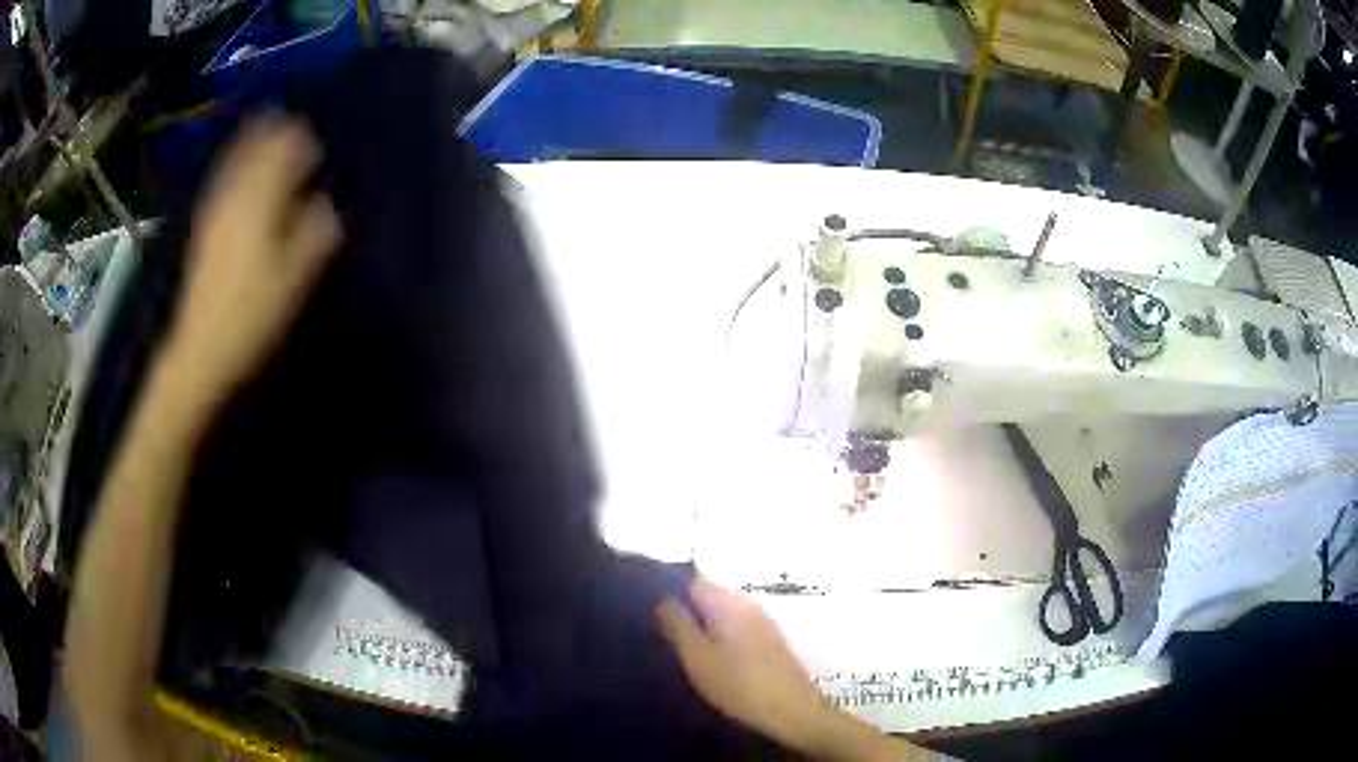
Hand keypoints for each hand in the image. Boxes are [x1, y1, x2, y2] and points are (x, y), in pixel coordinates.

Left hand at [166, 115, 340, 401]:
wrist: (202, 348)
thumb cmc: (253, 314)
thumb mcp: (295, 277)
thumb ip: (316, 232)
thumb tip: (327, 202)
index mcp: (261, 201)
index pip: (284, 151)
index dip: (302, 140)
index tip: (317, 143)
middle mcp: (236, 194)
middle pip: (257, 147)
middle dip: (277, 132)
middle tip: (294, 128)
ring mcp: (216, 209)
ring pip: (236, 159)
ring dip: (253, 142)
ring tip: (268, 129)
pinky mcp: (205, 226)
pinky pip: (221, 179)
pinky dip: (234, 164)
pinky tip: (239, 168)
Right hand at [656, 577, 832, 750]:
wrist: (790, 711)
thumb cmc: (738, 684)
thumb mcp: (697, 657)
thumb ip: (678, 624)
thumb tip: (664, 599)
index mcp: (729, 603)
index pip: (693, 581)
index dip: (671, 593)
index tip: (655, 615)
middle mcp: (748, 604)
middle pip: (710, 597)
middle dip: (688, 613)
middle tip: (666, 638)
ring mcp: (764, 622)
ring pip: (724, 615)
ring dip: (705, 628)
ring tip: (687, 653)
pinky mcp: (771, 641)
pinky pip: (738, 629)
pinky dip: (723, 639)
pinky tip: (715, 662)